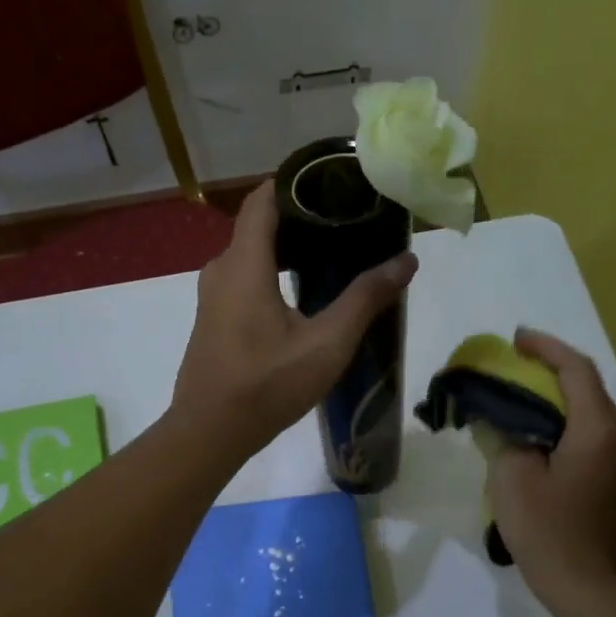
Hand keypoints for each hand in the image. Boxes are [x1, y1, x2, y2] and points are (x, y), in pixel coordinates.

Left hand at [173, 183, 416, 463]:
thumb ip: (365, 299)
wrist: (209, 433)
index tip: (332, 183)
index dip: (294, 184)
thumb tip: (406, 260)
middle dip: (299, 218)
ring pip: (250, 256)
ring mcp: (211, 297)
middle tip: (344, 223)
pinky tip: (300, 295)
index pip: (263, 200)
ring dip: (285, 250)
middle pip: (258, 226)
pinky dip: (270, 274)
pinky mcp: (211, 321)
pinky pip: (242, 280)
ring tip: (330, 256)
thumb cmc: (267, 385)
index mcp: (244, 265)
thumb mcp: (326, 344)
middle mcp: (220, 270)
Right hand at [488, 328, 615, 601]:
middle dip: (549, 370)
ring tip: (518, 393)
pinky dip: (564, 420)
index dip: (545, 348)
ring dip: (556, 396)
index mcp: (598, 429)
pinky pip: (592, 431)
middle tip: (511, 365)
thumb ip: (504, 435)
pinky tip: (537, 427)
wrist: (587, 586)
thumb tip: (500, 418)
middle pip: (586, 386)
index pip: (575, 370)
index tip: (515, 339)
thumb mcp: (511, 477)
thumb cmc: (548, 530)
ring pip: (589, 409)